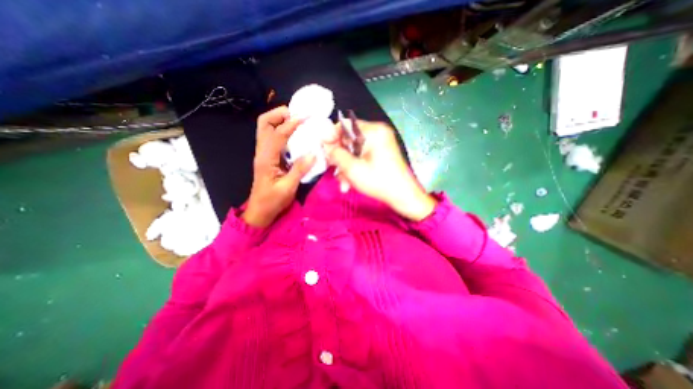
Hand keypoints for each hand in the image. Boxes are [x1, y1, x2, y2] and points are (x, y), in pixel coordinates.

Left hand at [244, 106, 315, 226]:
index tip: (306, 117)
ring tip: (298, 121)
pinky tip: (294, 135)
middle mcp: (262, 152)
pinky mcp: (268, 157)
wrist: (260, 211)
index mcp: (266, 159)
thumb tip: (313, 153)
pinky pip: (272, 137)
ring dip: (280, 120)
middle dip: (279, 114)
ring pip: (266, 128)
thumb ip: (299, 170)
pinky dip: (282, 129)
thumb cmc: (273, 201)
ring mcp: (263, 153)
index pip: (277, 134)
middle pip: (264, 123)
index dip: (291, 124)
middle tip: (298, 115)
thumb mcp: (288, 188)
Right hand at [322, 120, 433, 219]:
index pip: (345, 125)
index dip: (332, 138)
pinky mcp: (381, 151)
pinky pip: (362, 155)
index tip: (326, 153)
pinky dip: (355, 166)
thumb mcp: (352, 168)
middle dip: (340, 156)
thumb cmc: (378, 182)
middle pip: (349, 139)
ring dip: (347, 165)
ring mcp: (381, 142)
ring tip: (344, 182)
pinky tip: (351, 181)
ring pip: (354, 149)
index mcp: (373, 131)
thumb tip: (325, 144)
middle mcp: (378, 132)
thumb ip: (336, 154)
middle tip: (333, 169)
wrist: (403, 196)